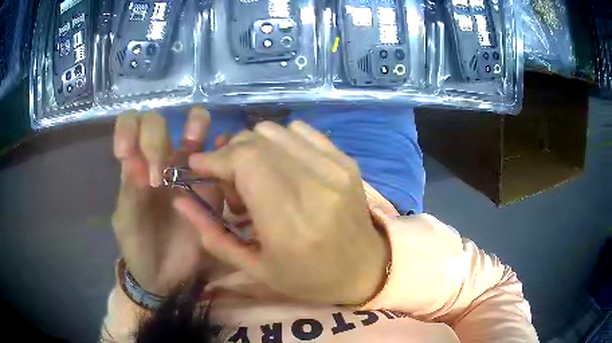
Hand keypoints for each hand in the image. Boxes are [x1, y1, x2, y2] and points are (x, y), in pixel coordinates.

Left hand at [112, 107, 223, 295]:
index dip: (128, 128)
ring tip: (196, 137)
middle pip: (159, 123)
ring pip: (194, 130)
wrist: (164, 276)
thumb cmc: (137, 247)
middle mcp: (159, 161)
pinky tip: (225, 153)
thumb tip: (136, 160)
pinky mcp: (210, 189)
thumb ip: (129, 192)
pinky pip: (218, 162)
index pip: (130, 124)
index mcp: (134, 166)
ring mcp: (186, 173)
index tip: (126, 152)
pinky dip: (223, 150)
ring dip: (196, 124)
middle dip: (156, 140)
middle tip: (157, 177)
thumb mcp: (127, 222)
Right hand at [175, 121, 388, 304]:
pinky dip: (279, 143)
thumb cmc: (309, 278)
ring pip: (274, 131)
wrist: (365, 268)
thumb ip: (212, 234)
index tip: (199, 167)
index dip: (215, 158)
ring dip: (253, 149)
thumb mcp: (255, 268)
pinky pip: (299, 131)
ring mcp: (335, 168)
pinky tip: (282, 168)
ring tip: (258, 179)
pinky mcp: (345, 160)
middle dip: (229, 156)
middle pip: (255, 141)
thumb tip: (181, 200)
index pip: (244, 161)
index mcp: (290, 222)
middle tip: (231, 185)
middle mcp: (315, 186)